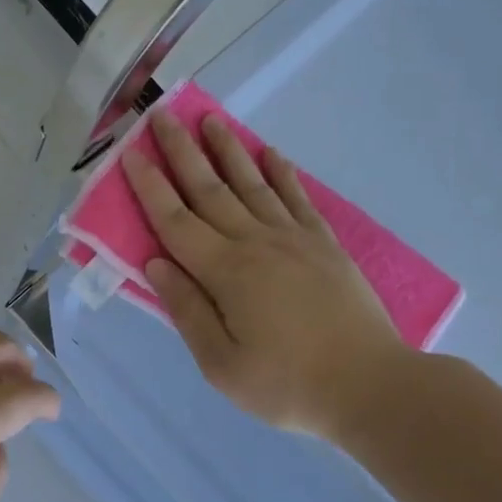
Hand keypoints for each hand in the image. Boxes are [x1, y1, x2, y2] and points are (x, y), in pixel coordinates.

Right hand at [123, 110, 414, 438]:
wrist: (371, 386)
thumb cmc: (287, 385)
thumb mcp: (221, 365)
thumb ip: (187, 310)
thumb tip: (157, 263)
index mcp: (225, 272)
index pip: (175, 220)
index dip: (149, 186)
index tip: (130, 152)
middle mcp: (256, 243)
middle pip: (210, 189)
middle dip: (182, 151)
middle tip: (162, 115)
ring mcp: (294, 239)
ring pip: (252, 184)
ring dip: (228, 150)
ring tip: (211, 119)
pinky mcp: (324, 245)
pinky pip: (297, 198)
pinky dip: (282, 173)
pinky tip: (271, 153)